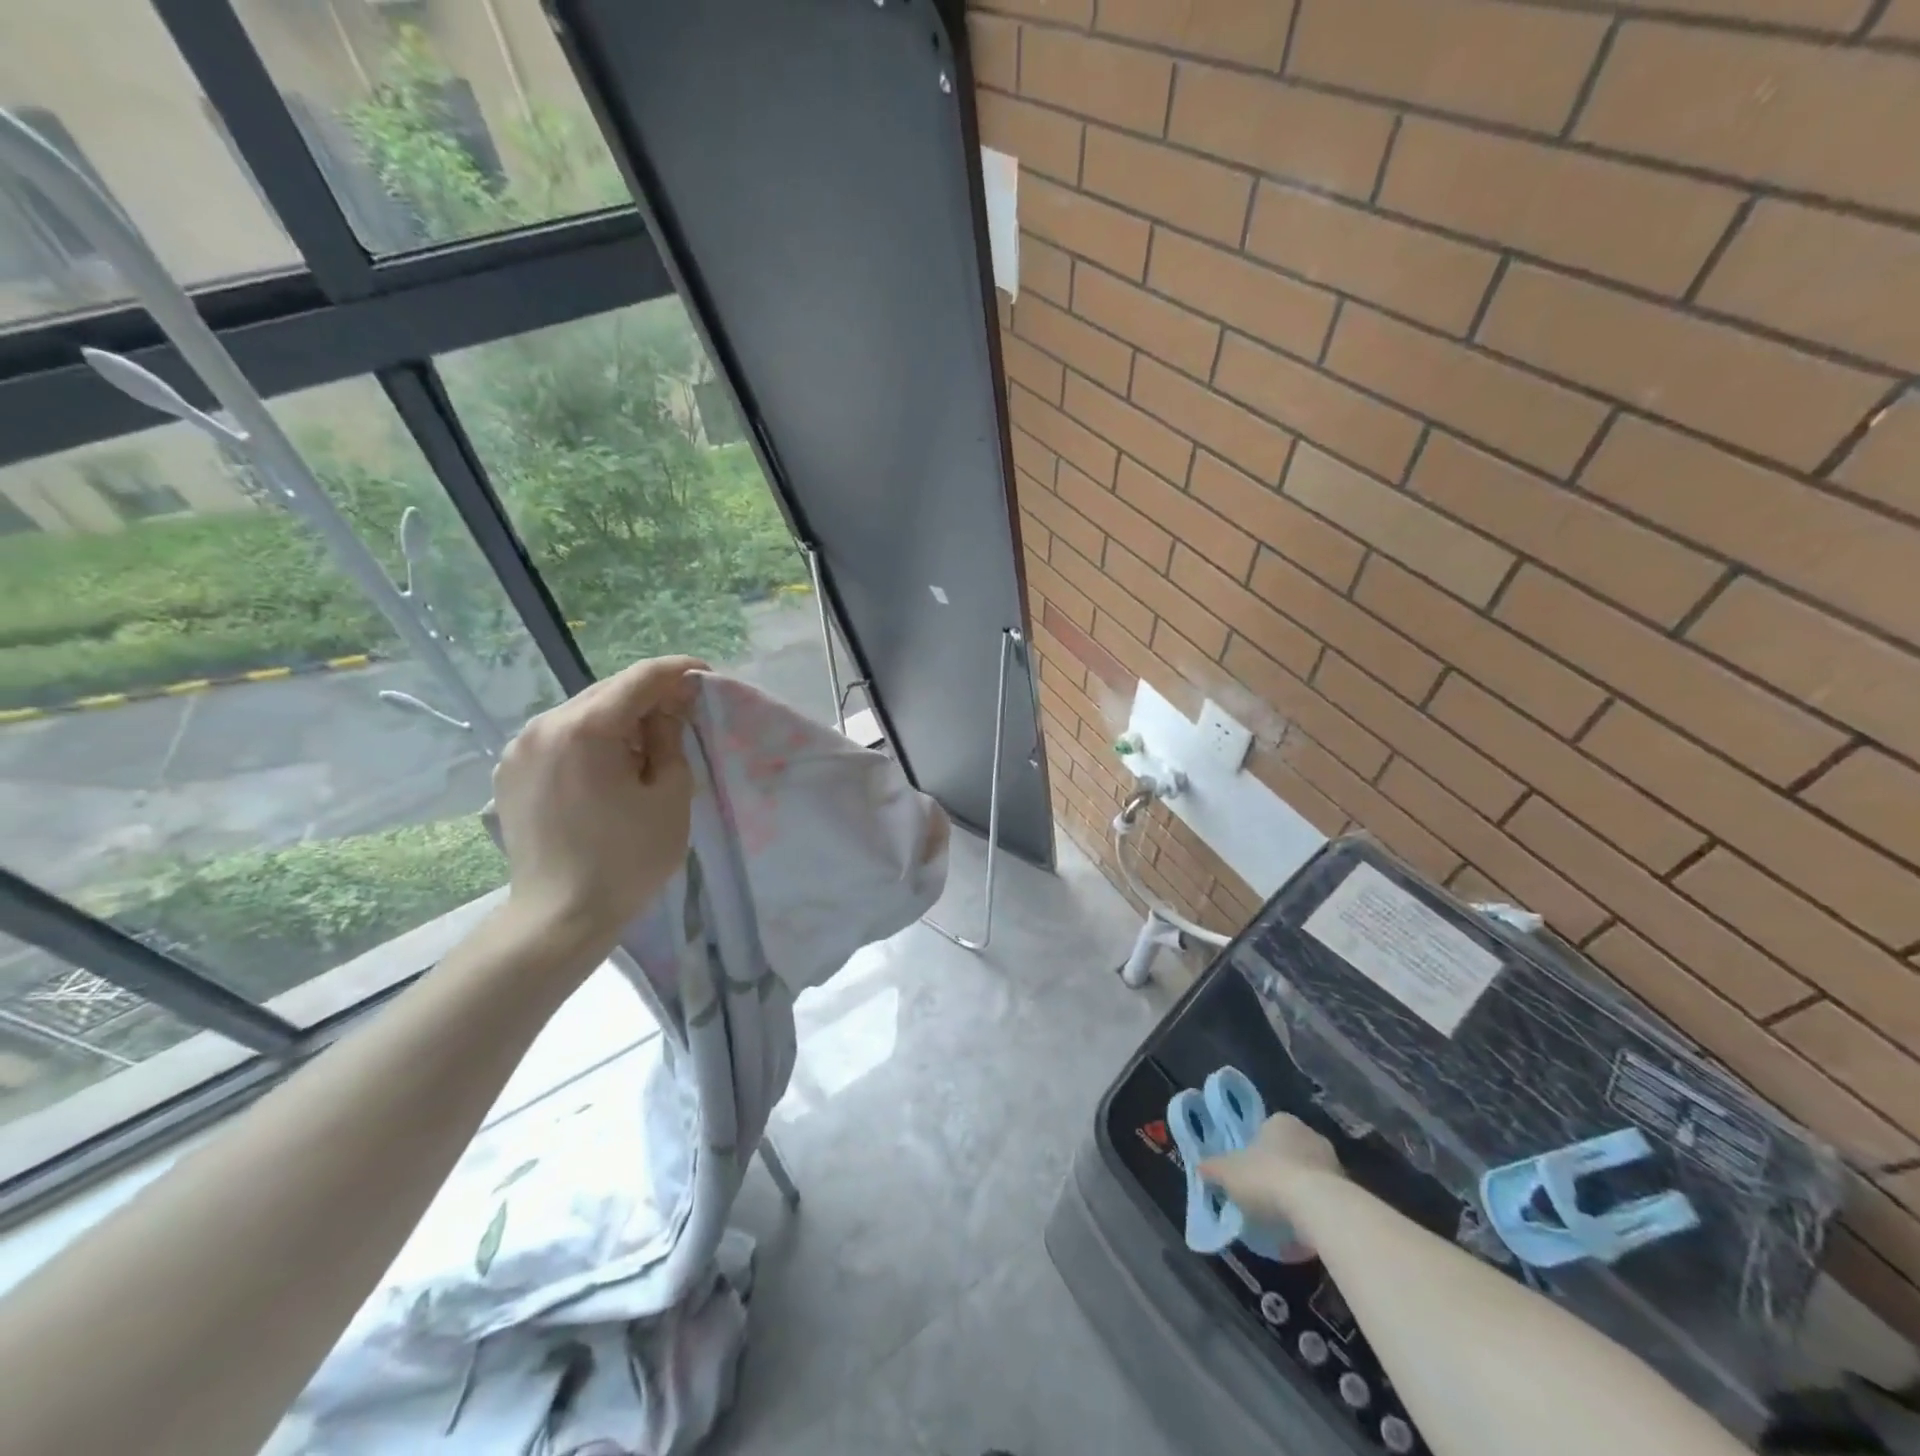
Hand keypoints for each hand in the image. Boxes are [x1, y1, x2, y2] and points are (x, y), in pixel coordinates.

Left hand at [491, 655, 705, 957]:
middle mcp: (543, 726)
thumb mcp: (670, 795)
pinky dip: (591, 739)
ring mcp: (520, 748)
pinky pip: (560, 737)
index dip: (679, 671)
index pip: (640, 678)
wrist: (560, 917)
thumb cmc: (628, 858)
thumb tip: (667, 707)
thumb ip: (670, 738)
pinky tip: (611, 765)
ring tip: (649, 743)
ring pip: (582, 713)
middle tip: (685, 710)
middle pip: (608, 691)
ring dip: (620, 718)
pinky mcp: (510, 772)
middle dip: (650, 695)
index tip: (707, 675)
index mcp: (585, 728)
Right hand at [1200, 1113, 1343, 1225]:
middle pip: (1288, 1154)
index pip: (1264, 1131)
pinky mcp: (1348, 1192)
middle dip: (1277, 1173)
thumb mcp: (1228, 1173)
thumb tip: (1201, 1167)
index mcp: (1281, 1121)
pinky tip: (1300, 1234)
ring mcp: (1333, 1163)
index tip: (1246, 1173)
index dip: (1254, 1151)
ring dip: (1297, 1195)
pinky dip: (1313, 1214)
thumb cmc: (1267, 1177)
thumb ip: (1213, 1168)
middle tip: (1262, 1196)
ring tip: (1281, 1221)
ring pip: (1307, 1178)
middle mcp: (1309, 1135)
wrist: (1318, 1208)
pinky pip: (1323, 1202)